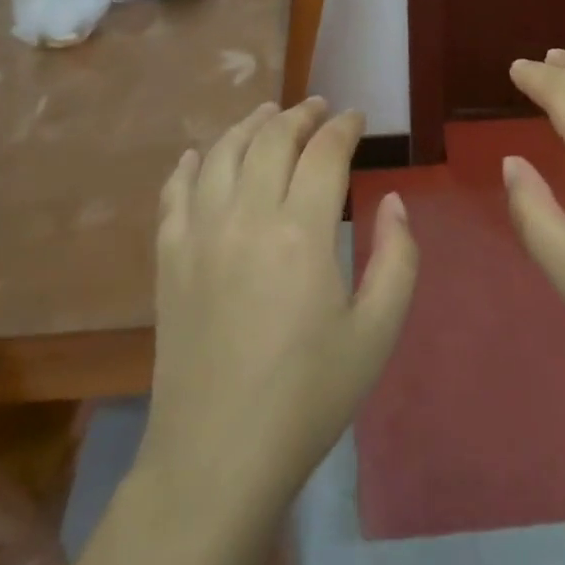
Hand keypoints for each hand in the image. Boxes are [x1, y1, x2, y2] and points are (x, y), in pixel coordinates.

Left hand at [139, 99, 418, 506]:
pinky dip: (189, 164)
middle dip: (300, 115)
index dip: (344, 127)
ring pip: (221, 153)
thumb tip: (393, 199)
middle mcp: (245, 217)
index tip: (357, 118)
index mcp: (301, 232)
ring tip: (268, 114)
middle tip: (319, 108)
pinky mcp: (168, 259)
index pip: (324, 152)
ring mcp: (199, 234)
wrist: (218, 456)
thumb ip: (397, 257)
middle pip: (271, 139)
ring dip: (248, 125)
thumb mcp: (377, 332)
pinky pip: (174, 192)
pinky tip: (198, 155)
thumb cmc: (309, 396)